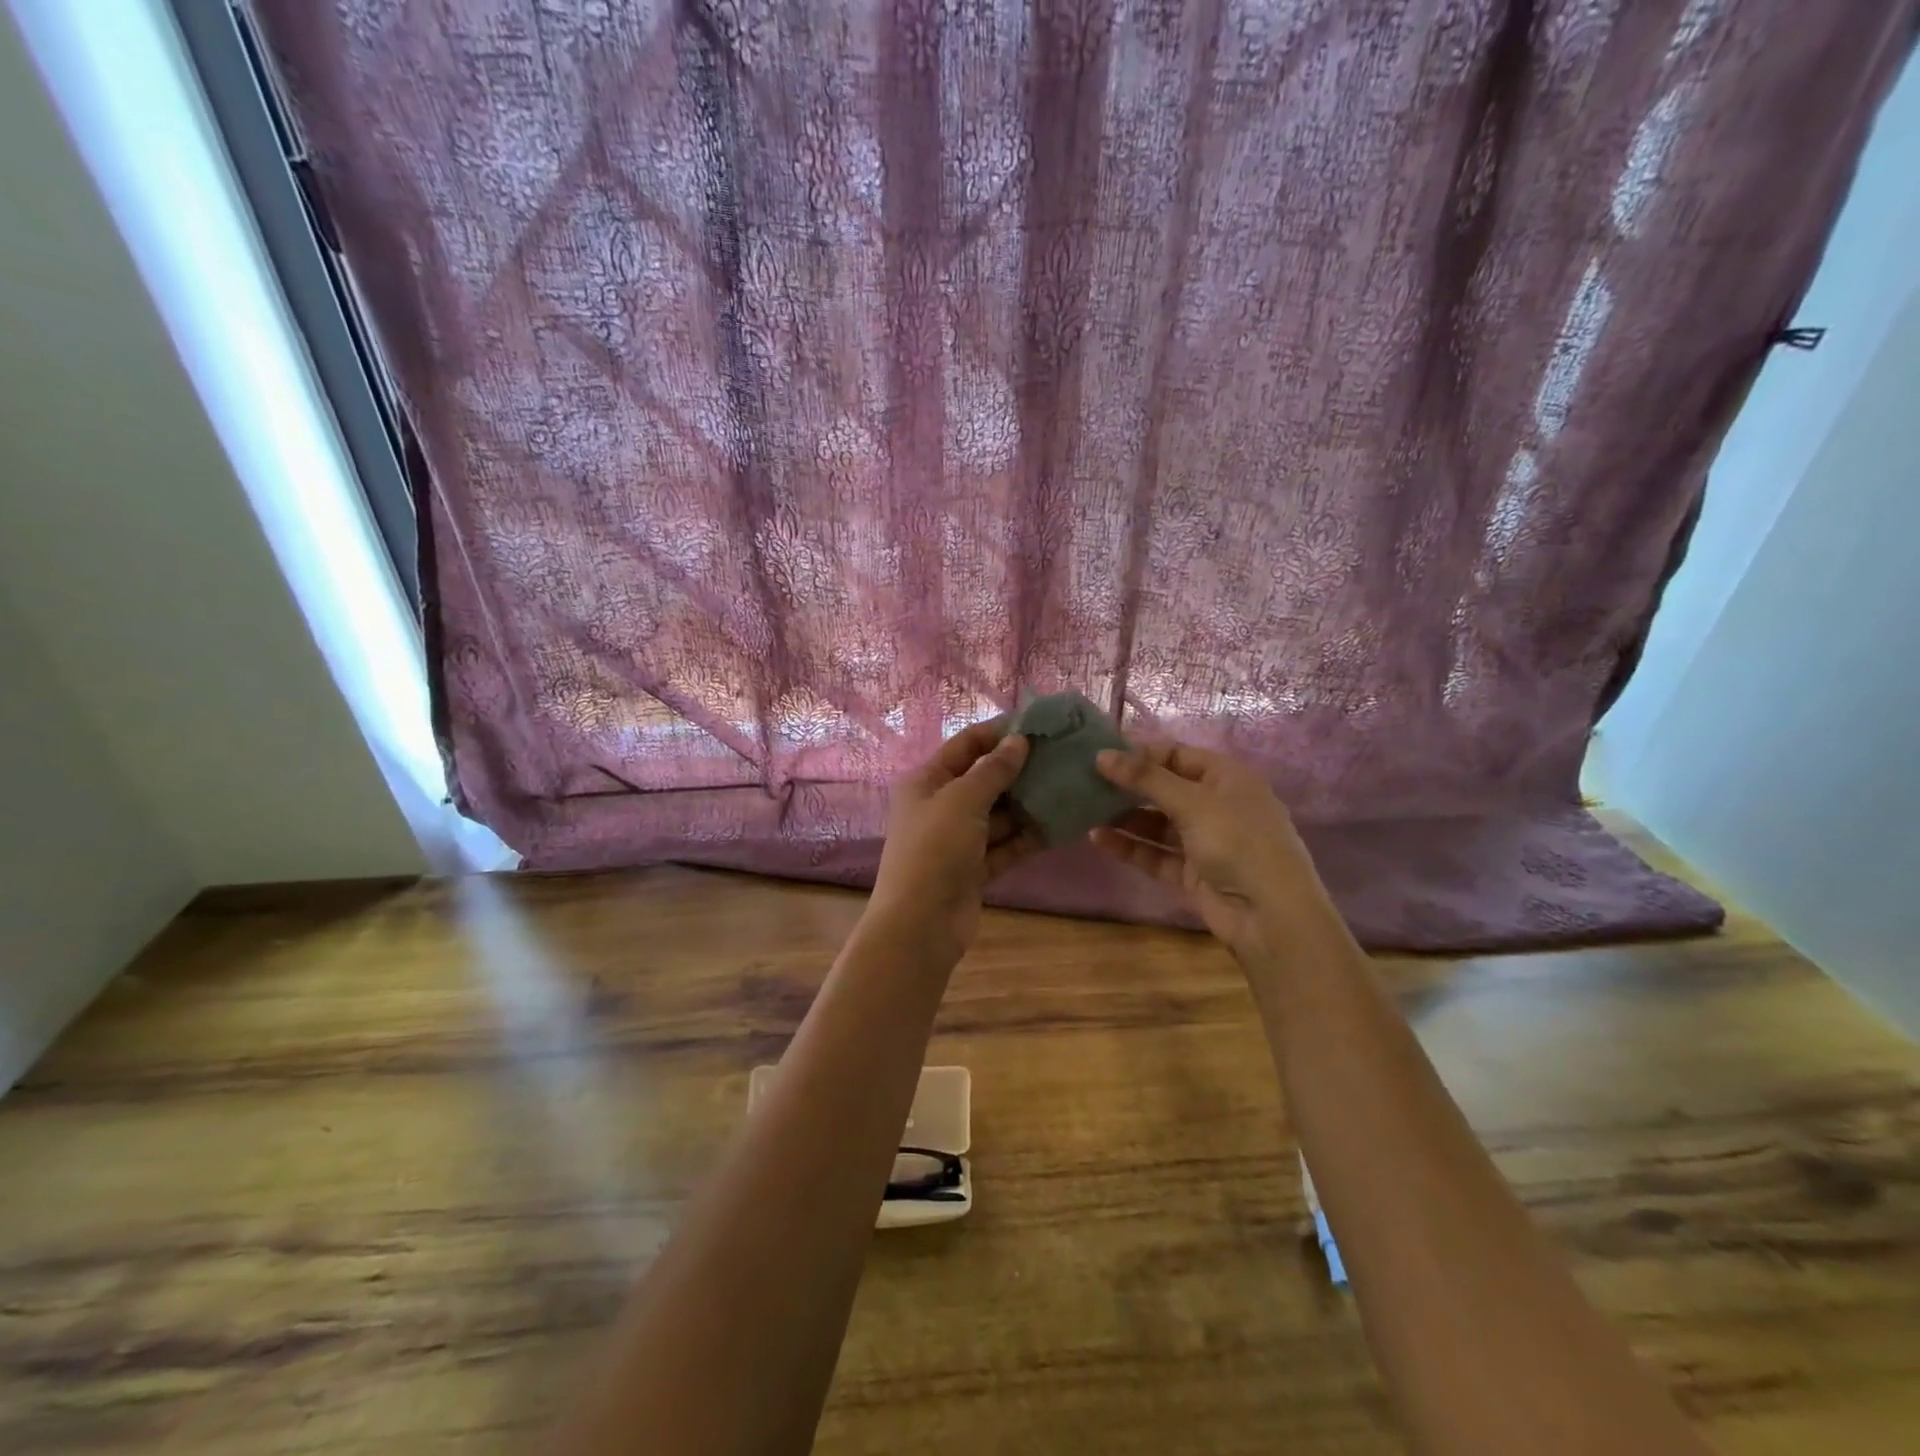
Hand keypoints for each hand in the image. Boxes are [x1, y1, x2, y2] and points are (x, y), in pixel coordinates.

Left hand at [870, 720, 1042, 959]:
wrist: (920, 924)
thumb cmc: (934, 849)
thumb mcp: (962, 800)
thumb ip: (993, 770)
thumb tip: (1019, 740)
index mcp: (926, 781)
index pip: (965, 745)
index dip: (998, 734)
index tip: (1038, 726)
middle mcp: (940, 806)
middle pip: (984, 779)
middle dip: (1020, 770)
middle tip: (1062, 758)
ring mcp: (958, 839)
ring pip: (999, 815)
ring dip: (1028, 805)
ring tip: (1068, 788)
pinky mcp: (975, 868)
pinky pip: (1006, 845)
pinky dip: (1028, 837)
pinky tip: (1060, 826)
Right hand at [1090, 742, 1333, 957]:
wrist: (1270, 915)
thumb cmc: (1238, 842)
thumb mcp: (1192, 802)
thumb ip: (1145, 778)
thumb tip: (1102, 755)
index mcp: (1226, 778)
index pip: (1177, 755)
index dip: (1141, 753)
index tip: (1101, 755)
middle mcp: (1216, 805)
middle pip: (1164, 788)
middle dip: (1128, 786)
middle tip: (1086, 781)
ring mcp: (1204, 841)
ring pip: (1157, 823)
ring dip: (1124, 817)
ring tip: (1086, 809)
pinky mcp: (1191, 873)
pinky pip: (1155, 853)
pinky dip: (1129, 846)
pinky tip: (1097, 838)